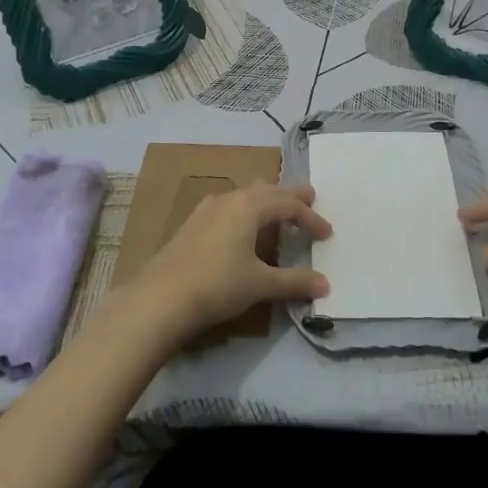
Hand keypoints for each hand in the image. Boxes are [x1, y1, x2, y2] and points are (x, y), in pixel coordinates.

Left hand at [131, 183, 331, 340]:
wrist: (161, 296)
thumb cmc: (218, 284)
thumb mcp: (260, 285)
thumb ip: (294, 282)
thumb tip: (325, 284)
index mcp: (251, 206)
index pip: (289, 206)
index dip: (311, 219)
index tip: (327, 235)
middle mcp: (231, 199)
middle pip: (267, 190)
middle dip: (290, 196)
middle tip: (309, 197)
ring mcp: (207, 209)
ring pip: (244, 194)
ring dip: (265, 199)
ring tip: (276, 208)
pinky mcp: (192, 224)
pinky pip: (228, 206)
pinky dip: (244, 209)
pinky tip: (239, 224)